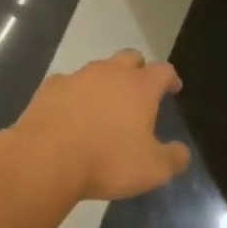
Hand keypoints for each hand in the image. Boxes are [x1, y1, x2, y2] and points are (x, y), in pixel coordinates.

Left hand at [11, 51, 190, 201]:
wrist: (45, 159)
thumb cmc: (107, 162)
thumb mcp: (153, 170)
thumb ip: (173, 158)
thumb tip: (181, 152)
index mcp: (140, 87)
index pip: (163, 70)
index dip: (170, 78)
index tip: (173, 88)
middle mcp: (110, 73)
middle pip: (130, 57)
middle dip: (138, 70)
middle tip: (139, 91)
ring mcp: (77, 77)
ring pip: (97, 69)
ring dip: (105, 81)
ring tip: (104, 105)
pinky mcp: (49, 88)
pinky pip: (68, 84)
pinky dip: (75, 94)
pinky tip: (71, 114)